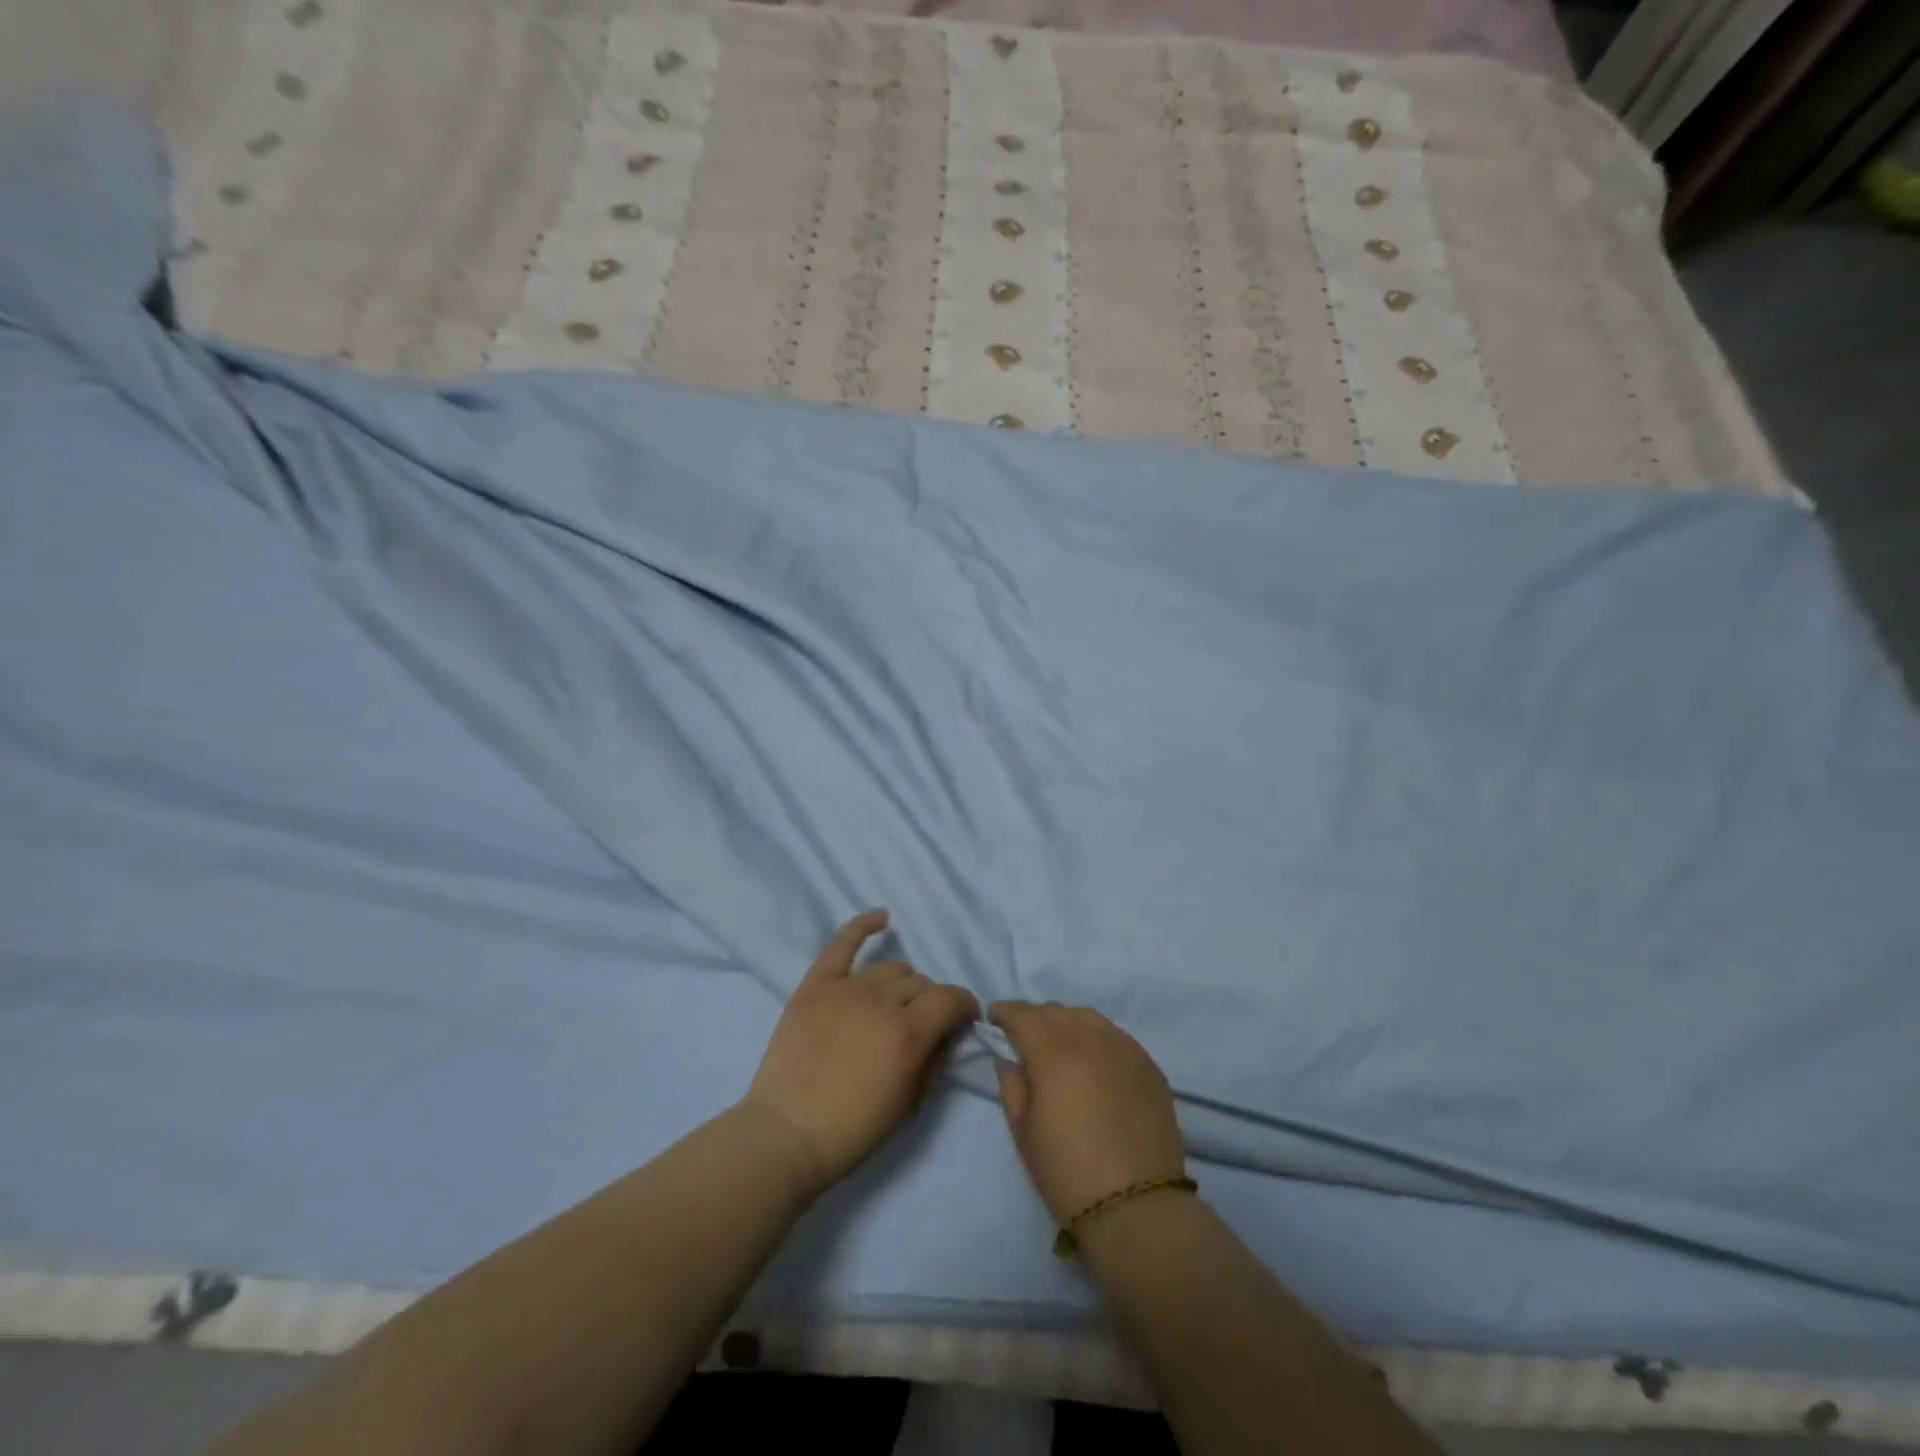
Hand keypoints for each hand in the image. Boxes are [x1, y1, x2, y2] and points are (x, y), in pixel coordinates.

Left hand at [742, 911, 979, 1196]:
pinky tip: (882, 918)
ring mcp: (845, 989)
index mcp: (907, 1034)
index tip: (965, 1017)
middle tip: (923, 1024)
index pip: (951, 998)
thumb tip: (948, 1030)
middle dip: (931, 1002)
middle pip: (921, 983)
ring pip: (890, 968)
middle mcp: (880, 1002)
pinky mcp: (815, 985)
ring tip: (897, 1002)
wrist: (786, 1135)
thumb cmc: (853, 1130)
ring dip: (903, 983)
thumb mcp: (910, 1104)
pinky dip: (863, 925)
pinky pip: (843, 944)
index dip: (965, 1005)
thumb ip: (936, 1058)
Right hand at [990, 1001, 1186, 1225]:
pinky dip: (1097, 1039)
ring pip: (1088, 1017)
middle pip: (1055, 1011)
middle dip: (1035, 1019)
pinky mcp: (1149, 1065)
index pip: (1023, 1014)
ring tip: (1062, 1047)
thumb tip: (1010, 1061)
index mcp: (1053, 1052)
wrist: (1136, 1207)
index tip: (994, 1018)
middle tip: (1025, 1039)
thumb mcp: (1024, 1133)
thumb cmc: (1067, 1173)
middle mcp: (1089, 1038)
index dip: (1004, 1012)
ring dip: (1067, 1024)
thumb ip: (1012, 1087)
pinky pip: (1116, 1036)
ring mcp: (1124, 1048)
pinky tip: (1095, 1062)